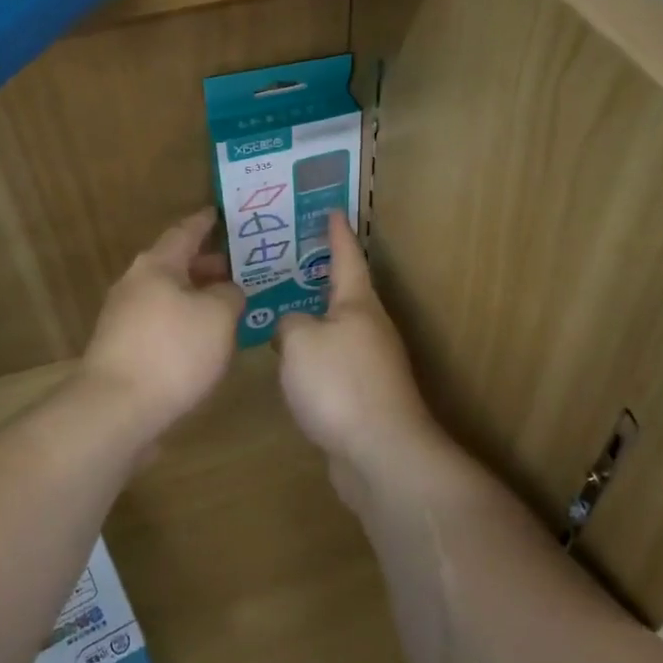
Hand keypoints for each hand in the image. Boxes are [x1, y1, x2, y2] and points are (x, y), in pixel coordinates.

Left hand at [81, 209, 244, 437]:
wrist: (117, 409)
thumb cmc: (173, 351)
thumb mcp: (218, 317)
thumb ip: (229, 295)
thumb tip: (226, 291)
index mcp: (157, 266)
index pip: (184, 232)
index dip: (204, 223)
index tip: (219, 214)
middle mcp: (135, 285)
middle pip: (174, 265)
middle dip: (205, 264)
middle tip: (238, 267)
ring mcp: (123, 318)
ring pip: (167, 295)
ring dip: (196, 295)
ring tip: (227, 304)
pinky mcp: (122, 349)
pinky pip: (161, 322)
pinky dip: (185, 321)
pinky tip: (204, 339)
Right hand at [275, 213, 444, 509]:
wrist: (380, 452)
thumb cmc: (340, 384)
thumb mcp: (301, 341)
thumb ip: (289, 323)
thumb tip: (292, 327)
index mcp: (358, 304)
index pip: (347, 256)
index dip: (337, 233)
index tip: (331, 210)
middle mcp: (370, 327)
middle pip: (345, 292)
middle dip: (320, 274)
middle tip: (289, 258)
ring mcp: (371, 363)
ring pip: (337, 328)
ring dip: (314, 316)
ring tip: (281, 307)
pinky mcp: (363, 395)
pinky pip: (333, 360)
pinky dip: (313, 353)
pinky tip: (291, 361)